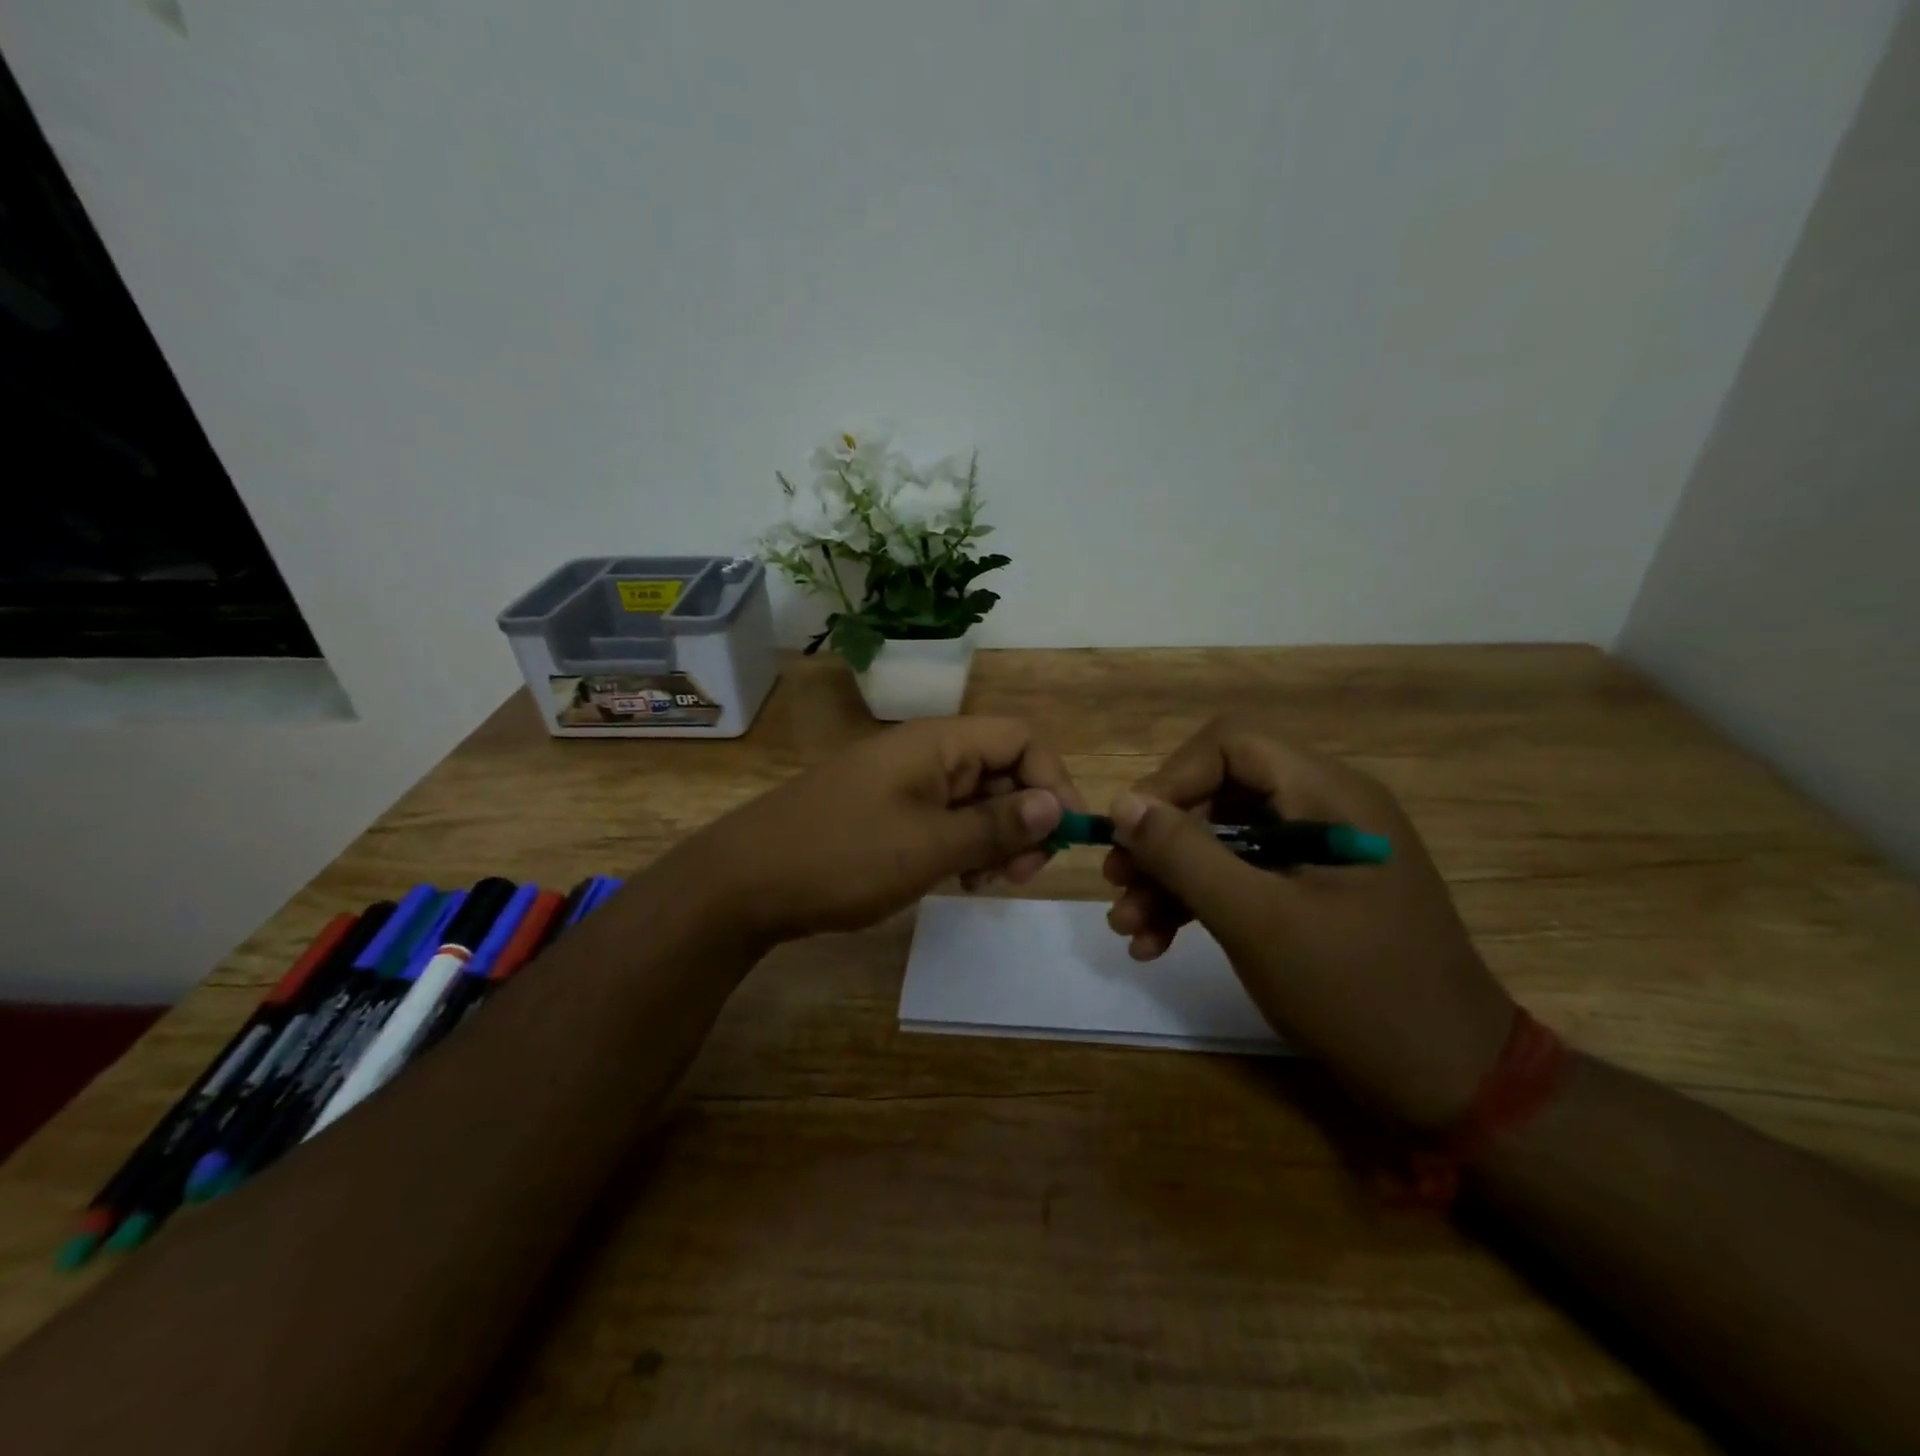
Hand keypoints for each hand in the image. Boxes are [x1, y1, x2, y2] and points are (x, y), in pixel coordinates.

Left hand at [674, 716, 1081, 944]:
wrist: (744, 882)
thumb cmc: (842, 857)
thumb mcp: (929, 846)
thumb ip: (996, 825)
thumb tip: (1057, 804)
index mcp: (938, 743)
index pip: (1021, 740)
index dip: (1052, 781)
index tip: (1062, 837)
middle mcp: (925, 753)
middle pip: (1003, 769)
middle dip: (1025, 818)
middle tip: (1019, 875)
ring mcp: (903, 782)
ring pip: (975, 798)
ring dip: (996, 838)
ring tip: (985, 884)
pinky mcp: (887, 811)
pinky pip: (945, 818)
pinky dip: (963, 846)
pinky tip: (957, 882)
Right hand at [1103, 718, 1513, 1128]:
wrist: (1450, 1083)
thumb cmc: (1357, 993)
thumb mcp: (1257, 922)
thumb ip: (1186, 856)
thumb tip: (1123, 804)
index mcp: (1330, 795)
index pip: (1232, 746)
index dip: (1171, 779)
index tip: (1128, 832)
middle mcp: (1325, 809)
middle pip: (1220, 794)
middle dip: (1162, 840)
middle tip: (1118, 884)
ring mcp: (1318, 853)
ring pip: (1223, 839)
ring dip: (1170, 878)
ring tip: (1129, 928)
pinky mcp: (1310, 892)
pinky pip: (1241, 877)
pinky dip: (1198, 902)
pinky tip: (1158, 943)